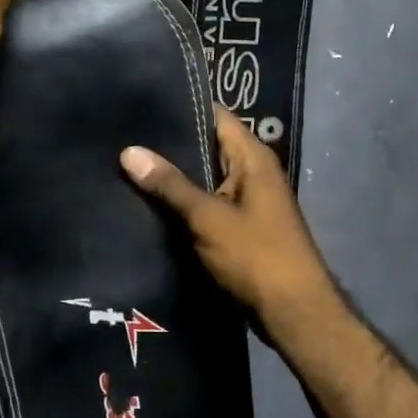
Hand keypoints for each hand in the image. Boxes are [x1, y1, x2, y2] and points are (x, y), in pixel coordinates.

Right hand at [121, 107, 343, 340]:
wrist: (293, 314)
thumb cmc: (256, 256)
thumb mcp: (208, 217)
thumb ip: (170, 184)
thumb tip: (129, 151)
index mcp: (253, 158)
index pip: (215, 115)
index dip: (182, 107)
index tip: (142, 103)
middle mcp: (252, 172)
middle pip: (207, 146)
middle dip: (169, 144)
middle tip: (123, 135)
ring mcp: (246, 201)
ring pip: (203, 177)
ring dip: (173, 176)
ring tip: (126, 163)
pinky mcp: (238, 228)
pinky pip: (206, 203)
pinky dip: (182, 202)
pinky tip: (148, 202)